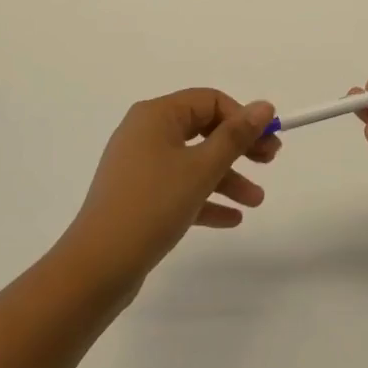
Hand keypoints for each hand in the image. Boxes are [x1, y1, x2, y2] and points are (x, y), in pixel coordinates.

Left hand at [59, 89, 279, 297]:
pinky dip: (204, 198)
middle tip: (270, 162)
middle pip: (203, 129)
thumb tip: (265, 106)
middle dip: (238, 148)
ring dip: (227, 178)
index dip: (243, 118)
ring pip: (193, 162)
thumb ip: (236, 136)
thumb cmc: (153, 205)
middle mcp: (145, 132)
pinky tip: (232, 219)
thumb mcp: (202, 169)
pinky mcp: (138, 196)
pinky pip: (179, 187)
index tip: (269, 141)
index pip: (209, 101)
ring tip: (256, 202)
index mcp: (157, 115)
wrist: (97, 266)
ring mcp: (139, 165)